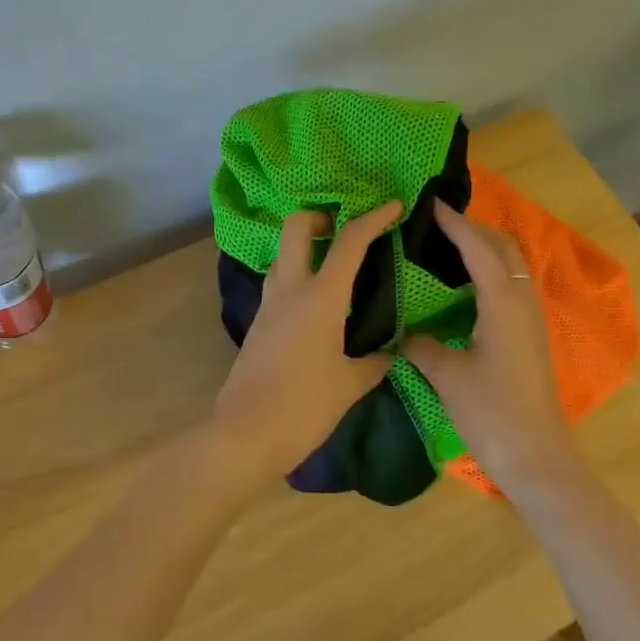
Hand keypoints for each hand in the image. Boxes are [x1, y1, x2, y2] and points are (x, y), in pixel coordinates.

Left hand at [212, 200, 402, 482]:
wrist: (245, 434)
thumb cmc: (304, 407)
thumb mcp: (350, 384)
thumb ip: (374, 362)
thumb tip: (389, 352)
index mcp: (320, 298)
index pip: (348, 242)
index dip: (373, 218)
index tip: (394, 206)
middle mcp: (289, 289)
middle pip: (296, 226)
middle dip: (322, 216)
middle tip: (347, 231)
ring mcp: (268, 303)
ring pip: (283, 252)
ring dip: (307, 245)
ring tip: (337, 264)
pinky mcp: (259, 321)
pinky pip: (279, 280)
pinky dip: (299, 273)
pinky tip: (319, 301)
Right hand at [402, 199, 575, 483]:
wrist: (536, 458)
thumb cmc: (491, 413)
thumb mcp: (447, 375)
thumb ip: (422, 345)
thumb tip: (403, 331)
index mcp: (502, 304)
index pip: (478, 249)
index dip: (455, 225)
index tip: (430, 205)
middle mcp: (522, 303)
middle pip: (503, 249)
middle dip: (474, 229)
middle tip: (437, 224)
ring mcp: (531, 320)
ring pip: (511, 268)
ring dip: (484, 250)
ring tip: (447, 247)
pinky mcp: (530, 337)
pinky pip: (510, 288)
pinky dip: (489, 273)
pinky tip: (464, 288)